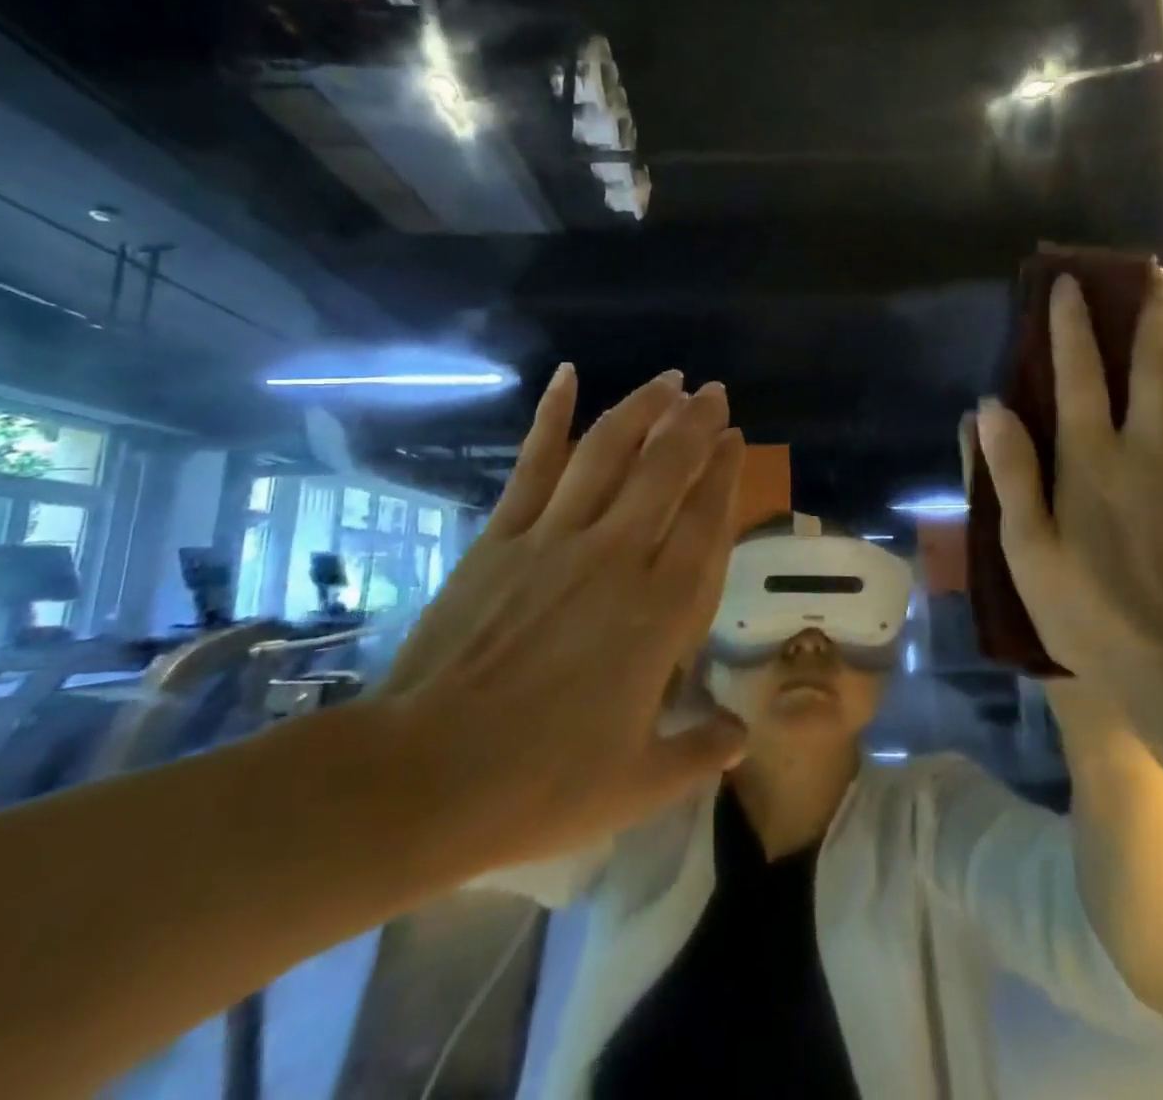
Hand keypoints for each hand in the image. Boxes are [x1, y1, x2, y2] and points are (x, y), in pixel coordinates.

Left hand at [374, 364, 748, 879]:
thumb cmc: (540, 785)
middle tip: (714, 392)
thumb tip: (740, 734)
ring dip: (642, 408)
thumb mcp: (637, 784)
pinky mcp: (502, 537)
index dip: (725, 474)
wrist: (422, 778)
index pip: (705, 522)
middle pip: (665, 471)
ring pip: (608, 453)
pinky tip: (565, 376)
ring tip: (667, 380)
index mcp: (658, 612)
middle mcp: (615, 558)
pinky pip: (533, 465)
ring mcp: (554, 540)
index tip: (737, 438)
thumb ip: (700, 752)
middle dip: (695, 424)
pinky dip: (551, 416)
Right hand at [974, 266, 1162, 695]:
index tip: (1069, 285)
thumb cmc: (1089, 612)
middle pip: (1152, 365)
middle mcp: (1149, 447)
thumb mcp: (1027, 551)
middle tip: (1154, 271)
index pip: (1077, 375)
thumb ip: (1011, 475)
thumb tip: (988, 407)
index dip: (1069, 326)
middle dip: (1149, 313)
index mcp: (1091, 461)